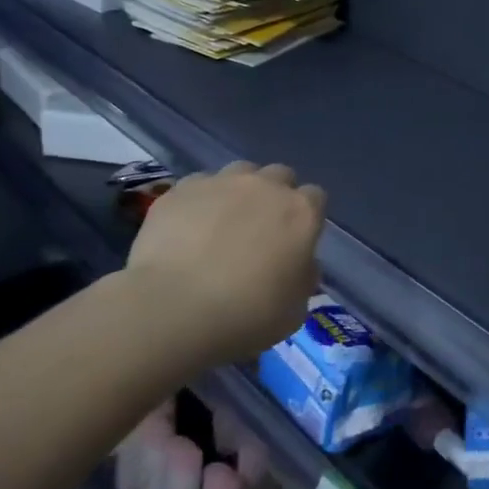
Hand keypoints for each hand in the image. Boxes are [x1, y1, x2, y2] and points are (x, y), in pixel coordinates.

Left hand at [126, 161, 324, 367]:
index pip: (315, 198)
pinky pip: (198, 186)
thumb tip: (299, 264)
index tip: (295, 240)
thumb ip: (303, 277)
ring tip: (222, 223)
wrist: (173, 308)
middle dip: (275, 195)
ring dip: (238, 191)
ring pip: (239, 172)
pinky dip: (199, 202)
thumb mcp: (295, 310)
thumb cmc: (245, 315)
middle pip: (279, 176)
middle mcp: (265, 187)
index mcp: (300, 213)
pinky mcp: (180, 190)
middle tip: (260, 229)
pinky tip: (187, 229)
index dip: (306, 217)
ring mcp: (220, 183)